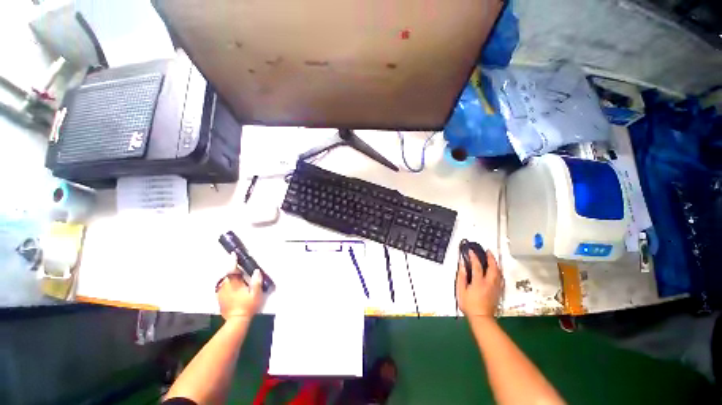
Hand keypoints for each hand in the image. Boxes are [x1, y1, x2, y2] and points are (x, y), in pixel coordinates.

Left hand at [217, 255, 263, 320]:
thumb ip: (256, 282)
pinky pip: (222, 287)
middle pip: (227, 274)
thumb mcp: (256, 294)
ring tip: (235, 275)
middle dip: (231, 269)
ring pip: (224, 280)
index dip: (233, 262)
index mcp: (234, 284)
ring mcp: (221, 293)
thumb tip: (256, 271)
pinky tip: (231, 285)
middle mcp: (225, 287)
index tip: (233, 254)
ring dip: (229, 276)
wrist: (236, 320)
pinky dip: (226, 283)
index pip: (232, 270)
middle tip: (237, 265)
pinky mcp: (220, 298)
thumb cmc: (247, 306)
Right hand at [456, 249, 502, 318]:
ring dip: (496, 264)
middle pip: (493, 267)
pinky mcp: (498, 292)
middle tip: (488, 251)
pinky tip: (497, 271)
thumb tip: (462, 265)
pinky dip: (499, 272)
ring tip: (493, 259)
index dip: (474, 257)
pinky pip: (500, 279)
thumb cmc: (468, 304)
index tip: (470, 251)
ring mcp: (495, 287)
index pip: (477, 266)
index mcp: (479, 282)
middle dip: (491, 258)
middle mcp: (489, 283)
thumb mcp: (461, 290)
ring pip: (499, 273)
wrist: (481, 318)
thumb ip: (461, 276)